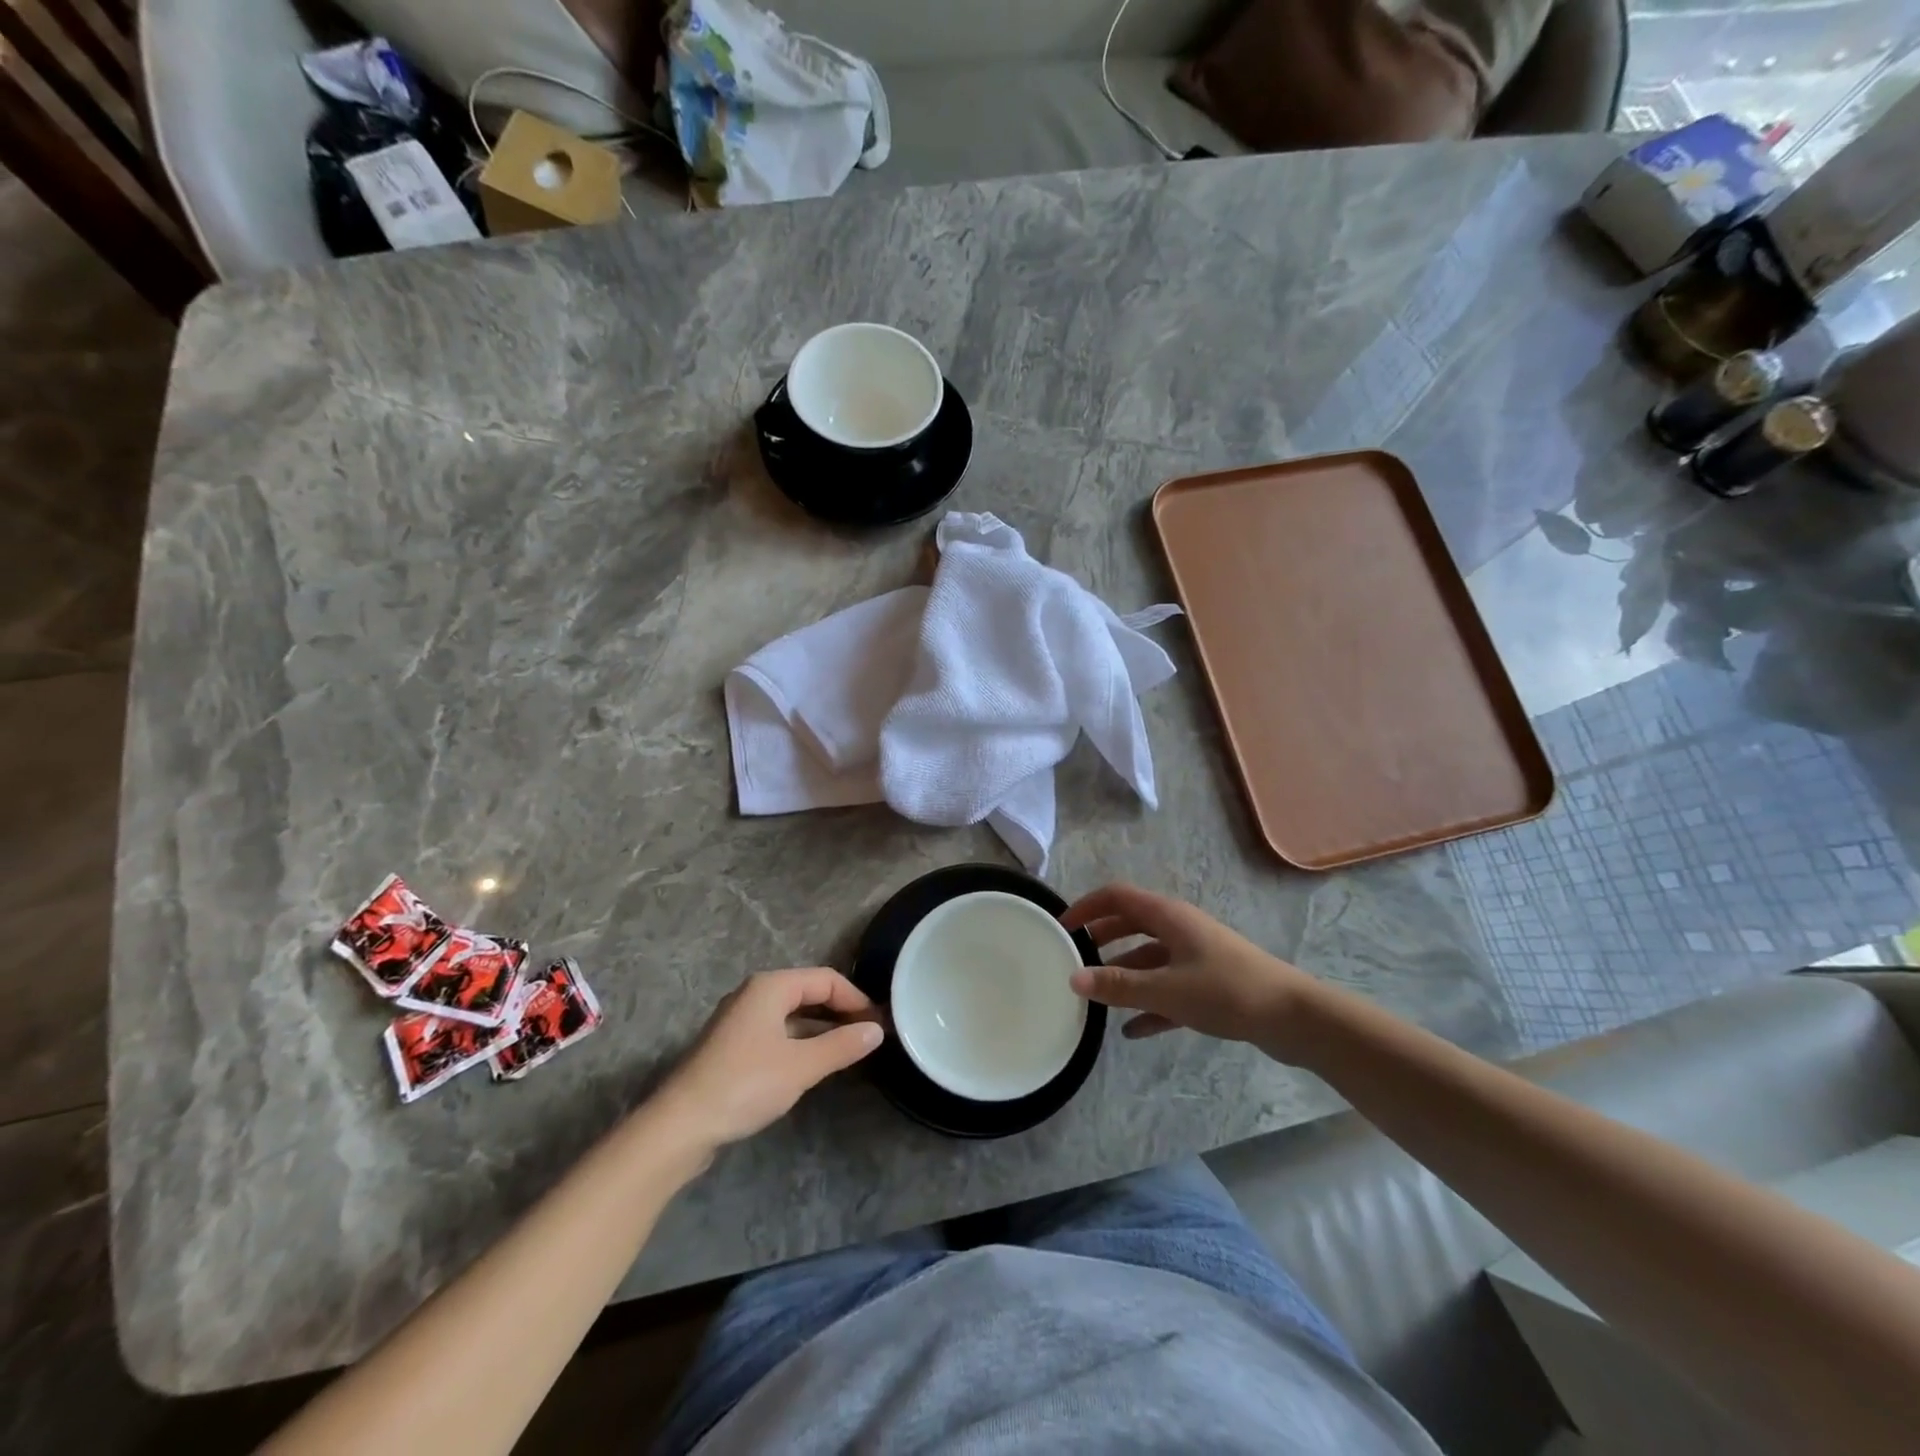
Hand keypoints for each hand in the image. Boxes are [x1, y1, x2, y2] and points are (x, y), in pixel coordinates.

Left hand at [655, 968, 883, 1152]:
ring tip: (848, 1050)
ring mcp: (740, 1020)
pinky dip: (800, 1041)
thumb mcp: (801, 1066)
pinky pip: (777, 1032)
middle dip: (840, 1011)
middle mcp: (754, 994)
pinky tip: (813, 1064)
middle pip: (808, 992)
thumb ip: (842, 1045)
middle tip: (868, 1036)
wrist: (680, 1126)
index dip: (855, 998)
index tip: (878, 1024)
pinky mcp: (732, 1046)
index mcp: (771, 987)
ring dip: (821, 1028)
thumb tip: (876, 1030)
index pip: (826, 979)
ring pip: (792, 1014)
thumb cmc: (745, 1085)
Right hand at [1062, 884, 1324, 1061]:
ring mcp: (1196, 954)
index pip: (1117, 896)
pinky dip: (1149, 1003)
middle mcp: (1179, 928)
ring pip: (1149, 957)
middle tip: (1074, 958)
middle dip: (1102, 938)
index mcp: (1168, 916)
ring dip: (1124, 973)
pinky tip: (1133, 1031)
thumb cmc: (1226, 991)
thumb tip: (1073, 978)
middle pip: (1131, 924)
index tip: (1061, 927)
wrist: (1293, 1016)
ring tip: (1097, 996)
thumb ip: (1119, 985)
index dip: (1087, 906)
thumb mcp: (1166, 989)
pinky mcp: (1209, 982)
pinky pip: (1169, 987)